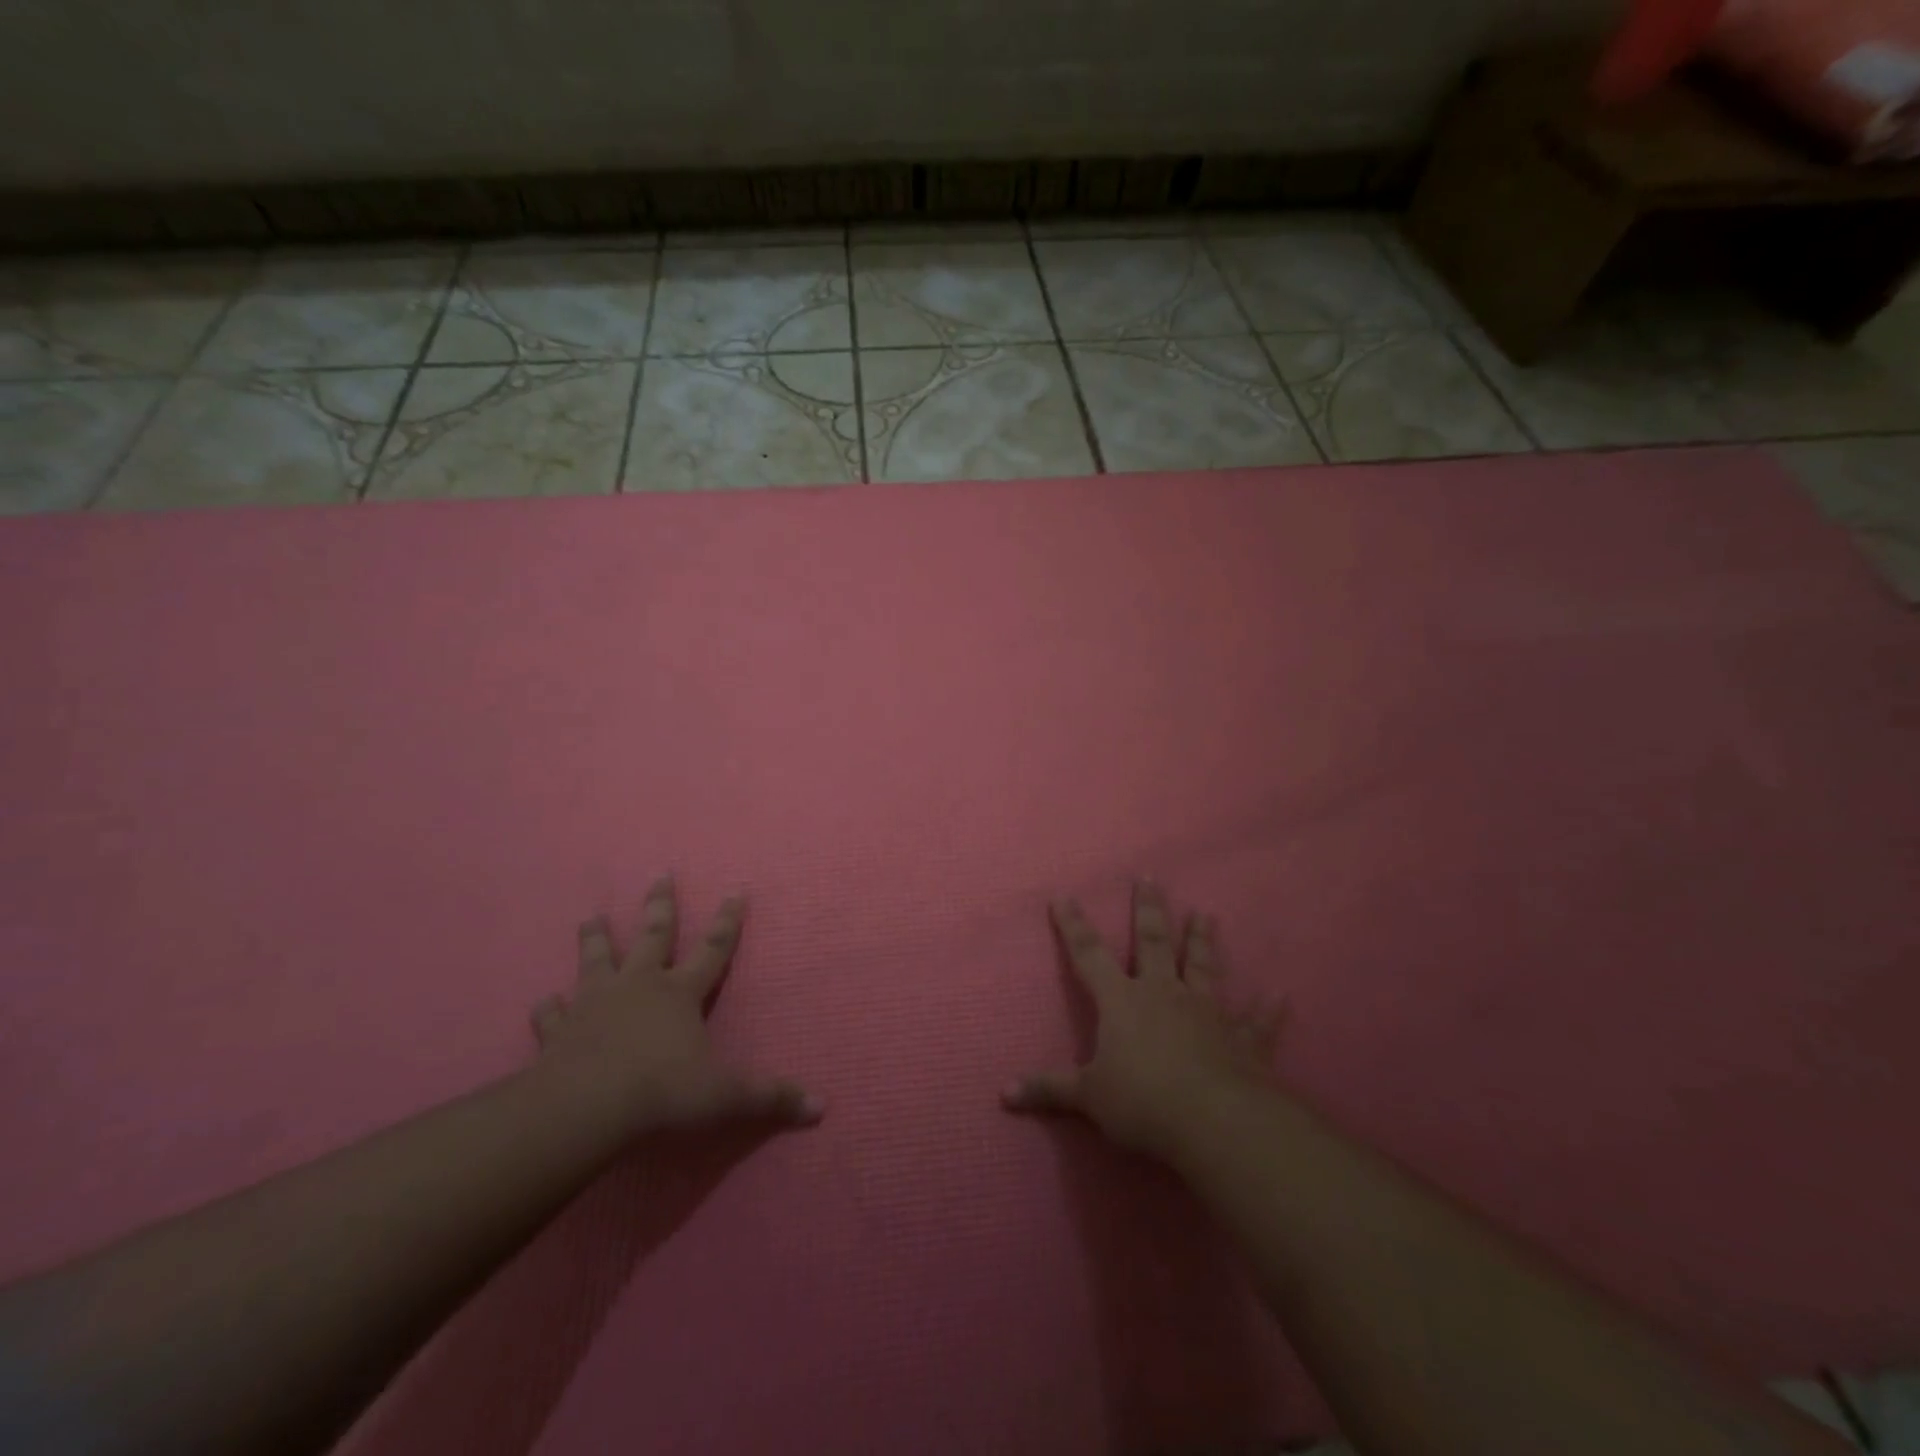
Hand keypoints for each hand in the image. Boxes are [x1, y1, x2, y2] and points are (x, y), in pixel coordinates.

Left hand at [530, 877, 820, 1135]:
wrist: (583, 1109)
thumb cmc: (661, 1092)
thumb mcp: (725, 1096)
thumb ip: (770, 1098)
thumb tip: (821, 1106)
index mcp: (679, 993)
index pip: (714, 949)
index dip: (728, 921)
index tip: (736, 890)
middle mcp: (638, 987)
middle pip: (652, 936)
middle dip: (659, 905)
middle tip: (660, 874)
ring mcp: (594, 1004)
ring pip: (596, 961)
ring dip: (595, 939)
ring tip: (590, 917)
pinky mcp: (559, 1031)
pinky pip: (552, 1014)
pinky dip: (549, 1009)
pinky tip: (545, 1003)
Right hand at [1004, 882, 1282, 1160]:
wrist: (1213, 1121)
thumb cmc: (1142, 1101)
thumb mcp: (1088, 1097)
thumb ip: (1049, 1090)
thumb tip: (1004, 1094)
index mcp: (1122, 1001)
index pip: (1089, 955)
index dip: (1073, 926)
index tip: (1064, 895)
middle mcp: (1163, 993)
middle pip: (1153, 943)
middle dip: (1148, 910)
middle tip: (1150, 876)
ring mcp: (1206, 1012)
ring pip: (1203, 967)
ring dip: (1203, 941)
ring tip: (1206, 914)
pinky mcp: (1241, 1040)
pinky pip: (1256, 1022)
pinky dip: (1268, 1011)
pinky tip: (1281, 996)